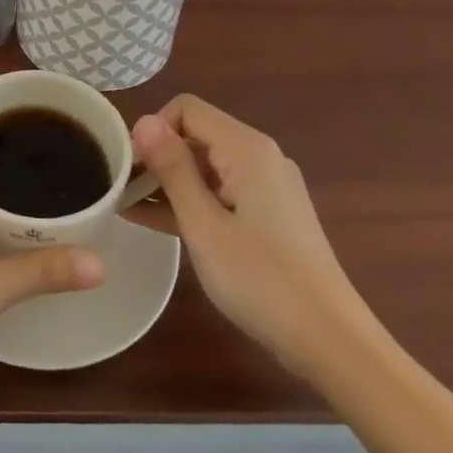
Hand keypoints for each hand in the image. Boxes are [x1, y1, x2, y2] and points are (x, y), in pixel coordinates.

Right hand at [131, 96, 367, 374]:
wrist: (333, 343)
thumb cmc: (262, 280)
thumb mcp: (204, 225)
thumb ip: (172, 169)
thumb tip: (142, 120)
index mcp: (246, 149)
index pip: (186, 109)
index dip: (153, 130)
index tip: (129, 167)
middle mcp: (260, 157)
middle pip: (196, 135)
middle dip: (156, 156)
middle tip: (120, 188)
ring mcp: (267, 187)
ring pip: (206, 166)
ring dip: (168, 181)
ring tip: (125, 204)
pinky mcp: (269, 215)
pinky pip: (220, 192)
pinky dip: (190, 201)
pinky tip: (154, 220)